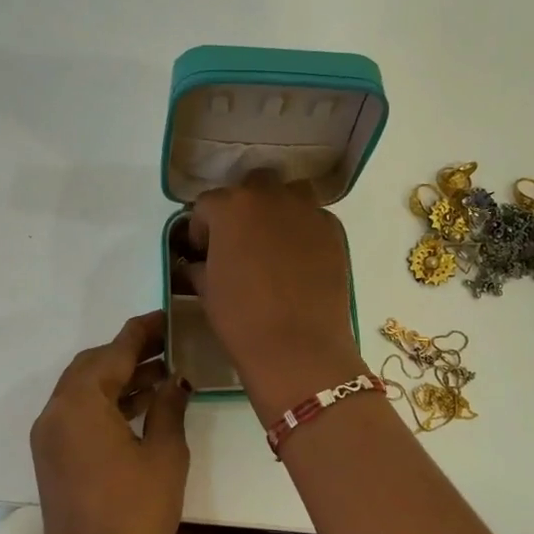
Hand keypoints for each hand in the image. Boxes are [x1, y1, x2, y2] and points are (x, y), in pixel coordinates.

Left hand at [29, 312, 189, 533]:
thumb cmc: (136, 518)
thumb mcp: (163, 455)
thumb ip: (167, 406)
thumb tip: (174, 379)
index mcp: (79, 403)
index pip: (114, 351)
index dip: (144, 331)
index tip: (171, 317)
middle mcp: (55, 412)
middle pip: (92, 365)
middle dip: (129, 353)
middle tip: (170, 346)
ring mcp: (49, 438)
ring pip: (84, 390)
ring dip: (119, 378)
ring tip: (164, 373)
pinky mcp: (52, 460)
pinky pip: (79, 414)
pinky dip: (107, 403)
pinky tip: (142, 406)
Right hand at [185, 171, 362, 421]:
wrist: (298, 347)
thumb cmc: (241, 318)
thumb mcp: (207, 290)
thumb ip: (200, 265)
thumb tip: (200, 262)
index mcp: (231, 207)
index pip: (208, 204)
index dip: (202, 228)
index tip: (203, 251)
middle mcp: (270, 197)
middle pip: (252, 187)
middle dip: (243, 208)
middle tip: (240, 241)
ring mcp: (307, 210)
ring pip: (289, 194)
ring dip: (278, 208)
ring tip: (274, 241)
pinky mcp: (334, 229)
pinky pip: (314, 218)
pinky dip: (304, 230)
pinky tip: (301, 260)